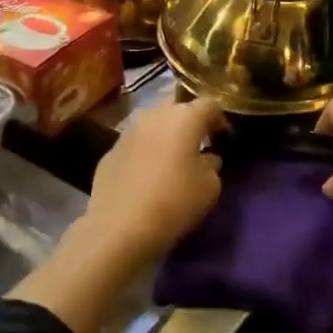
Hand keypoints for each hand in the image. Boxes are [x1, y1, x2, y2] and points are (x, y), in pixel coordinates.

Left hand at [82, 97, 227, 265]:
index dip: (219, 119)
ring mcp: (128, 131)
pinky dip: (145, 153)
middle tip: (197, 146)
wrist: (119, 227)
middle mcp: (154, 115)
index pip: (209, 104)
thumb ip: (212, 164)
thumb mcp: (210, 187)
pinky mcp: (109, 151)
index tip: (222, 137)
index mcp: (184, 117)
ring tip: (171, 160)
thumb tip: (207, 158)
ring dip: (165, 136)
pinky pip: (135, 144)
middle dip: (189, 123)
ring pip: (153, 124)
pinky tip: (146, 176)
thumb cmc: (174, 202)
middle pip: (178, 109)